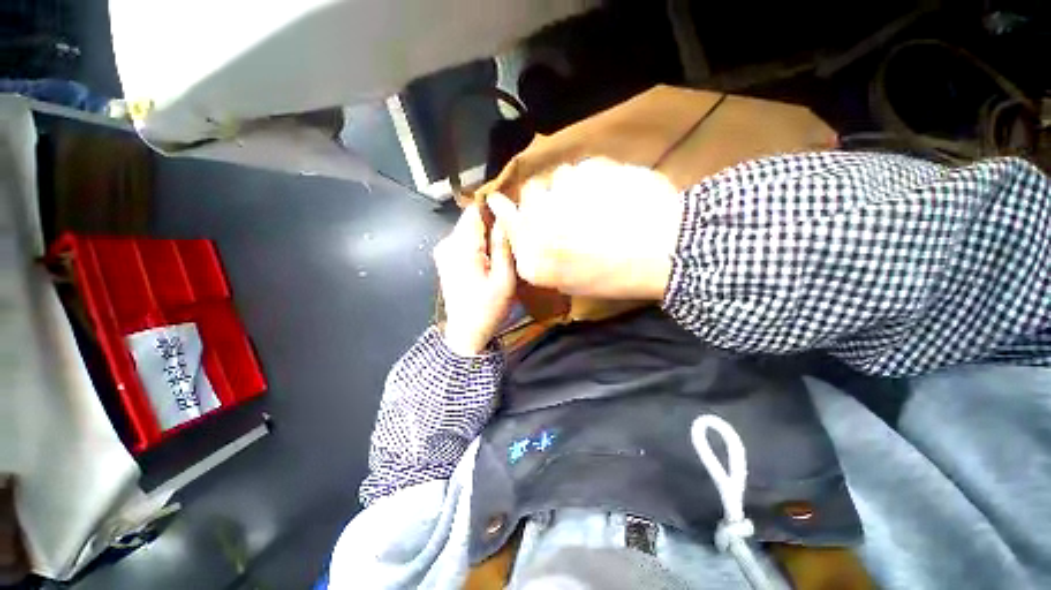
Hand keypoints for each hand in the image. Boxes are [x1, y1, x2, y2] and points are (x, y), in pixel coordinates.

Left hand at [433, 204, 516, 355]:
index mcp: (461, 247)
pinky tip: (490, 259)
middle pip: (472, 220)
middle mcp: (447, 243)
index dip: (495, 209)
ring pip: (469, 230)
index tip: (512, 216)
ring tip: (503, 250)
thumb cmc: (488, 308)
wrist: (466, 333)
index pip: (475, 211)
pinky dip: (478, 245)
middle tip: (511, 239)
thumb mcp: (503, 279)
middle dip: (492, 224)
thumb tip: (505, 217)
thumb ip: (503, 246)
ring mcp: (443, 251)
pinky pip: (464, 241)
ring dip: (486, 236)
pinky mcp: (445, 259)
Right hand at [487, 158, 683, 299]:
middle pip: (529, 193)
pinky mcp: (589, 170)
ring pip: (556, 177)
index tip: (502, 201)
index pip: (507, 220)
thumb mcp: (569, 282)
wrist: (665, 253)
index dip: (505, 208)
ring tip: (596, 202)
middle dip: (544, 198)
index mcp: (534, 257)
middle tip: (567, 209)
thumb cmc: (616, 277)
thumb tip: (528, 233)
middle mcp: (539, 223)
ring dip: (570, 187)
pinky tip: (613, 193)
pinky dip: (593, 178)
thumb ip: (540, 259)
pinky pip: (582, 169)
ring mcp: (563, 193)